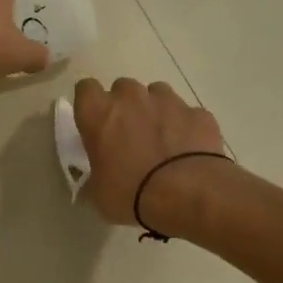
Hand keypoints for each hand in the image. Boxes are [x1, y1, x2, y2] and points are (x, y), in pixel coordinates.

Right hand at [71, 77, 228, 232]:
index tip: (95, 122)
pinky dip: (185, 126)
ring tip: (161, 140)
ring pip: (156, 94)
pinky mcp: (198, 113)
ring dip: (155, 110)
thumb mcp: (98, 194)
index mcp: (98, 114)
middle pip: (122, 88)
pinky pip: (187, 114)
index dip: (90, 104)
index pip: (85, 89)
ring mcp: (168, 101)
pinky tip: (188, 151)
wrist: (188, 194)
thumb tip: (93, 184)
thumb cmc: (131, 193)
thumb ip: (93, 180)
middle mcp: (131, 98)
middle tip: (128, 135)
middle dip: (125, 106)